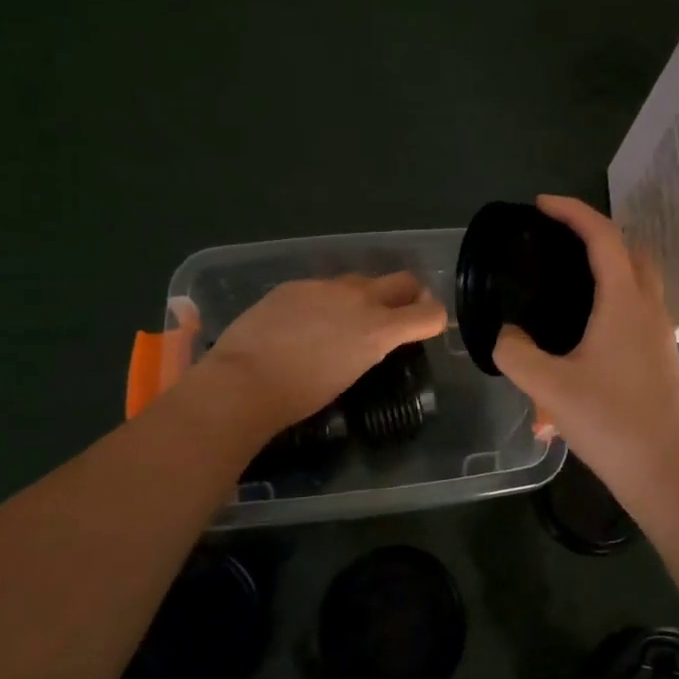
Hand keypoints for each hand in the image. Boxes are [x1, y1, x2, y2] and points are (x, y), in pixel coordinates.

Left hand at [198, 273, 447, 434]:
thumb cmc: (300, 396)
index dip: (435, 319)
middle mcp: (360, 298)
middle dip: (409, 294)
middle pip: (403, 281)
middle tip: (398, 313)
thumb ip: (369, 347)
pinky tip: (304, 323)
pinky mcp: (296, 285)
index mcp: (379, 328)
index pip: (429, 313)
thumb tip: (370, 338)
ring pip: (361, 281)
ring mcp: (326, 286)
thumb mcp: (350, 374)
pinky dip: (326, 301)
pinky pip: (323, 287)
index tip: (428, 326)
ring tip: (344, 321)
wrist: (244, 381)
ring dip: (364, 297)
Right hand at [493, 196, 678, 507]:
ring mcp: (661, 333)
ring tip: (568, 281)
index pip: (602, 236)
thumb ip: (515, 353)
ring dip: (609, 267)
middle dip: (596, 233)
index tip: (540, 204)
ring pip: (639, 280)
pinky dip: (615, 298)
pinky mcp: (662, 356)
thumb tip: (504, 334)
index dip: (572, 211)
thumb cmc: (609, 422)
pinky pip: (639, 309)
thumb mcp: (548, 388)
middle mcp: (649, 308)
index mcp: (624, 302)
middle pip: (630, 250)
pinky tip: (584, 332)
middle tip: (557, 240)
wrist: (664, 472)